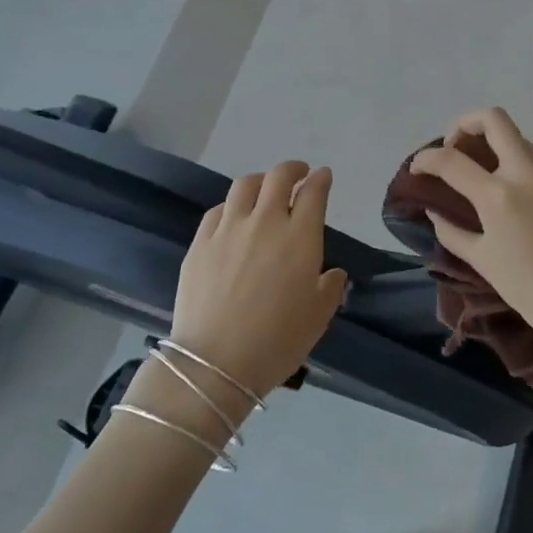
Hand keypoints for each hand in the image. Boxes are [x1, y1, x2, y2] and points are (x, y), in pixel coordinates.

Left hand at [168, 160, 348, 399]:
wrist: (214, 363)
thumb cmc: (276, 342)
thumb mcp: (318, 318)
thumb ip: (330, 288)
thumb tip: (332, 273)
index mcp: (300, 237)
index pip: (313, 192)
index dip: (321, 179)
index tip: (323, 176)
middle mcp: (265, 222)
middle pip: (278, 177)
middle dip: (293, 169)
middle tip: (299, 174)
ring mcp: (228, 229)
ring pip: (245, 185)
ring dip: (260, 181)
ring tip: (264, 190)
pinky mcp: (200, 242)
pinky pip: (218, 210)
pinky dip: (232, 206)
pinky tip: (233, 217)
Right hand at [410, 107, 532, 346]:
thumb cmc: (527, 289)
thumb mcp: (480, 260)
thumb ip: (450, 230)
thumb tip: (434, 209)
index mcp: (498, 196)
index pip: (451, 160)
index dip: (426, 159)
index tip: (418, 167)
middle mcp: (526, 173)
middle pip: (493, 119)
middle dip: (465, 125)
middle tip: (454, 149)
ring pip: (517, 137)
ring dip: (493, 143)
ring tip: (482, 170)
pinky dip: (516, 162)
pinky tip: (512, 189)